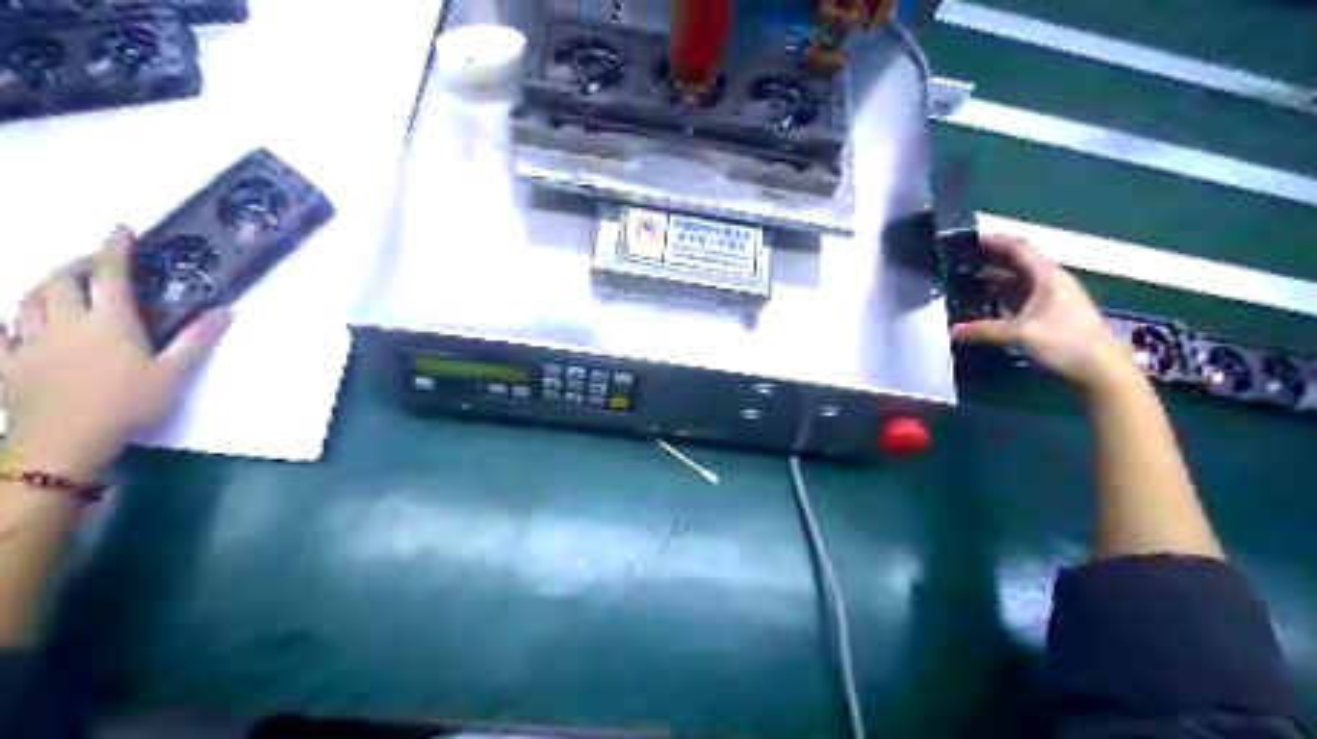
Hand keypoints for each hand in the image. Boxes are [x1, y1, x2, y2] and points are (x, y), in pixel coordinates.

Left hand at [0, 227, 228, 478]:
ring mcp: (28, 343)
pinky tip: (10, 323)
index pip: (110, 274)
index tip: (122, 229)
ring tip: (60, 286)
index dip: (114, 248)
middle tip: (94, 264)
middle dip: (76, 265)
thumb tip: (224, 310)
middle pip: (60, 281)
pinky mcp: (5, 365)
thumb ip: (197, 340)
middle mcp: (65, 323)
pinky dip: (5, 323)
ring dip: (44, 286)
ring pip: (28, 301)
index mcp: (109, 322)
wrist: (64, 443)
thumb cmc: (127, 406)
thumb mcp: (174, 374)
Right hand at [948, 235, 1143, 393]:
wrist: (1101, 371)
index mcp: (1047, 277)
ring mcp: (1051, 301)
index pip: (1018, 248)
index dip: (995, 241)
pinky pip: (1020, 301)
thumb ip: (984, 330)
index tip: (969, 240)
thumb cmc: (1065, 343)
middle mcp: (1050, 283)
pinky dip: (1001, 299)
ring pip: (1017, 283)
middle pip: (1017, 264)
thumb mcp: (1021, 334)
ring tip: (965, 282)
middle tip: (960, 262)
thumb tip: (951, 332)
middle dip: (989, 260)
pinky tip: (984, 306)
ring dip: (994, 281)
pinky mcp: (1049, 318)